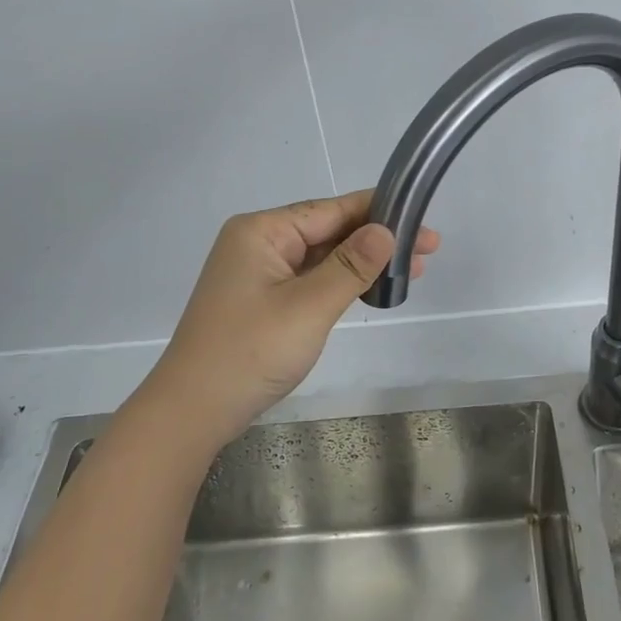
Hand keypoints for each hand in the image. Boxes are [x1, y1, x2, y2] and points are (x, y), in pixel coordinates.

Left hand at [142, 191, 439, 454]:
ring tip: (411, 270)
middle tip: (427, 251)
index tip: (422, 222)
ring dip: (362, 262)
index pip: (331, 210)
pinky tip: (370, 287)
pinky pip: (308, 279)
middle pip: (327, 230)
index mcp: (262, 232)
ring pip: (320, 257)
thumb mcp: (308, 307)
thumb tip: (386, 231)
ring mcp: (257, 273)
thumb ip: (350, 266)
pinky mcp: (261, 300)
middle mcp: (257, 243)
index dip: (380, 214)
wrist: (194, 410)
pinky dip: (340, 282)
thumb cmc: (250, 352)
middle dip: (376, 239)